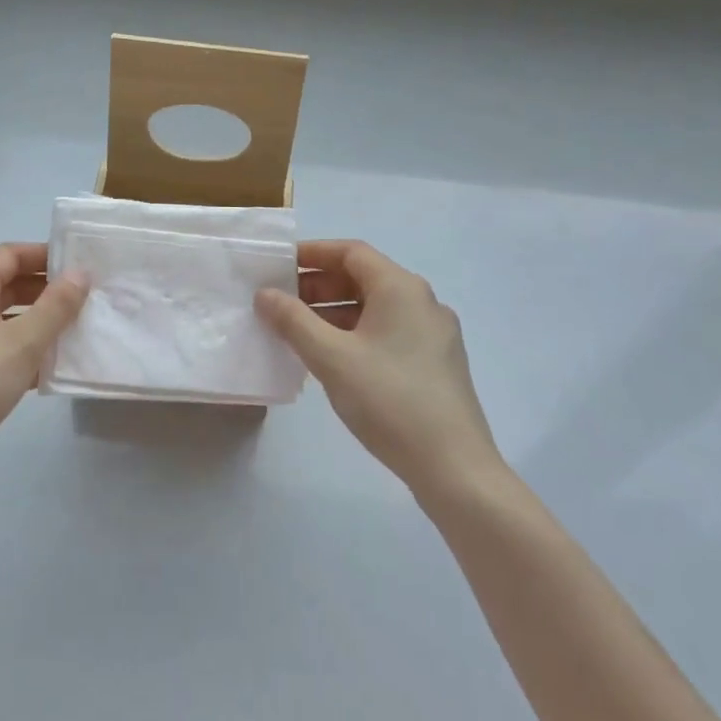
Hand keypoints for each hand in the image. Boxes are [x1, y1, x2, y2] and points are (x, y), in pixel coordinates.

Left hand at [0, 243, 86, 504]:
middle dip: (44, 290)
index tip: (80, 265)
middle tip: (84, 300)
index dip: (44, 255)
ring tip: (74, 333)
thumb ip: (55, 306)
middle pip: (5, 285)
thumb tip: (79, 272)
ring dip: (36, 323)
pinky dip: (21, 351)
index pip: (9, 254)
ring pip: (2, 319)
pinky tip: (48, 370)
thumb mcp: (22, 342)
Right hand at [256, 240, 501, 515]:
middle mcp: (422, 302)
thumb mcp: (330, 357)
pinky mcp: (436, 364)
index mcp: (401, 288)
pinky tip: (331, 359)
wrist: (455, 469)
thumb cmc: (389, 400)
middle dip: (318, 286)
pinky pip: (388, 332)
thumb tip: (265, 294)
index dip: (312, 254)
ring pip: (375, 308)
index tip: (278, 267)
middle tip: (281, 304)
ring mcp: (433, 335)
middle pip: (363, 278)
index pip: (351, 252)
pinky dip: (355, 333)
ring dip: (334, 312)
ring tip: (298, 333)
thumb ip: (292, 321)